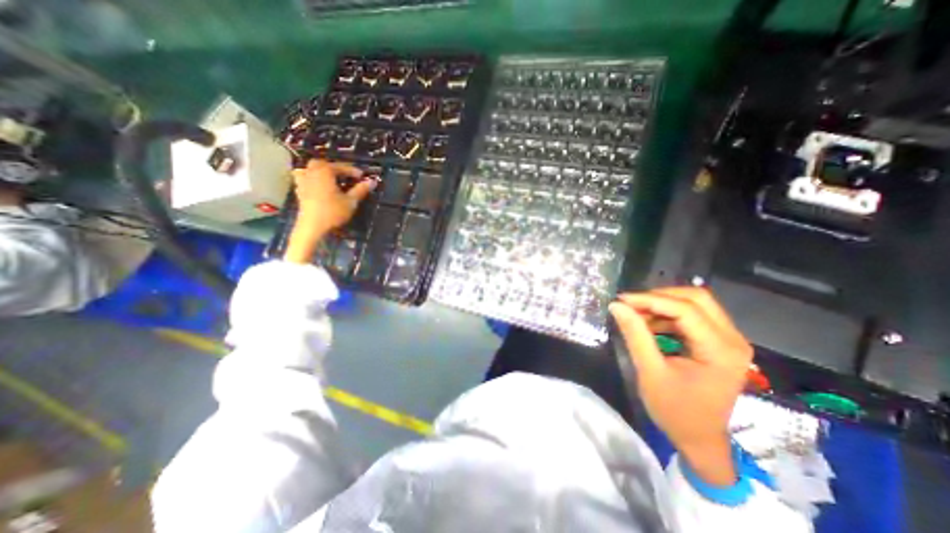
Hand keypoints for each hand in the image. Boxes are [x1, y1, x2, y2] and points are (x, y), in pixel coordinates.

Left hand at [294, 160, 374, 230]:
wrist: (313, 226)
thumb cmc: (333, 212)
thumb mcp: (351, 201)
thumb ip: (360, 190)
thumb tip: (372, 181)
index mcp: (324, 172)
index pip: (340, 166)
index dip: (352, 170)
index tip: (362, 176)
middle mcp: (311, 172)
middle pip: (322, 164)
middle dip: (334, 168)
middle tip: (345, 175)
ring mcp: (303, 181)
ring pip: (310, 169)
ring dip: (320, 171)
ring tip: (330, 179)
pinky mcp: (299, 191)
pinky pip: (304, 178)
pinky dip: (312, 179)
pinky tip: (320, 187)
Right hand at [613, 287, 752, 487]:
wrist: (700, 439)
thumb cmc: (675, 410)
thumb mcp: (650, 372)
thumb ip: (635, 335)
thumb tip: (617, 306)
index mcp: (720, 350)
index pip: (685, 309)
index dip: (650, 299)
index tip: (621, 299)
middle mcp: (733, 339)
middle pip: (696, 298)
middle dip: (659, 296)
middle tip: (631, 304)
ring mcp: (729, 340)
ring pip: (695, 304)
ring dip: (663, 304)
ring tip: (636, 314)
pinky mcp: (720, 342)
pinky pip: (694, 316)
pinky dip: (668, 315)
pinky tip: (650, 324)